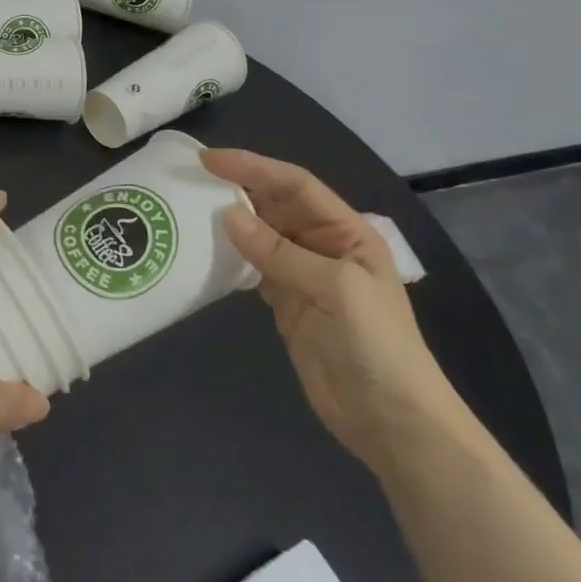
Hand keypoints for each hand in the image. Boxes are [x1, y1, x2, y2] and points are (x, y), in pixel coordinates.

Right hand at [202, 150, 461, 473]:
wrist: (392, 421)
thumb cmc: (376, 344)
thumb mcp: (335, 289)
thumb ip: (279, 252)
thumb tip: (226, 214)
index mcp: (347, 231)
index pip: (295, 185)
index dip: (253, 167)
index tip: (208, 160)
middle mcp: (323, 245)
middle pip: (275, 205)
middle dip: (237, 188)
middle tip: (190, 178)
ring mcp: (303, 276)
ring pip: (260, 235)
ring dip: (229, 221)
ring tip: (188, 207)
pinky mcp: (286, 304)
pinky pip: (252, 268)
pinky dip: (230, 257)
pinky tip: (205, 250)